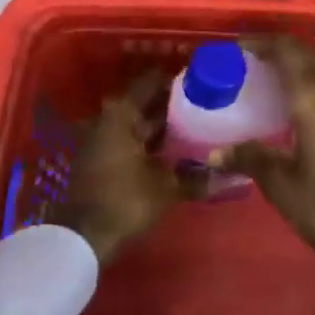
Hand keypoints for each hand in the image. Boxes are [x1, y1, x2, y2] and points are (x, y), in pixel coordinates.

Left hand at [50, 69, 196, 264]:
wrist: (83, 236)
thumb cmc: (125, 201)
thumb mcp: (166, 188)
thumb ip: (197, 178)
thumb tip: (231, 174)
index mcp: (122, 113)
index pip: (151, 82)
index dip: (176, 79)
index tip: (200, 77)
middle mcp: (109, 118)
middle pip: (145, 102)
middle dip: (173, 103)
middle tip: (205, 101)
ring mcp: (103, 138)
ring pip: (139, 122)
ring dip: (163, 124)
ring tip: (197, 123)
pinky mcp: (102, 158)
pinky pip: (132, 139)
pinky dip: (151, 141)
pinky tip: (175, 148)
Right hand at [214, 36, 314, 314]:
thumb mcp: (283, 185)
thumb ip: (250, 158)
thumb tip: (213, 153)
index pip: (286, 49)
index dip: (260, 42)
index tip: (236, 49)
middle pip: (307, 54)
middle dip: (278, 53)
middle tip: (249, 66)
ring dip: (299, 69)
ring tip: (270, 86)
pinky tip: (300, 111)